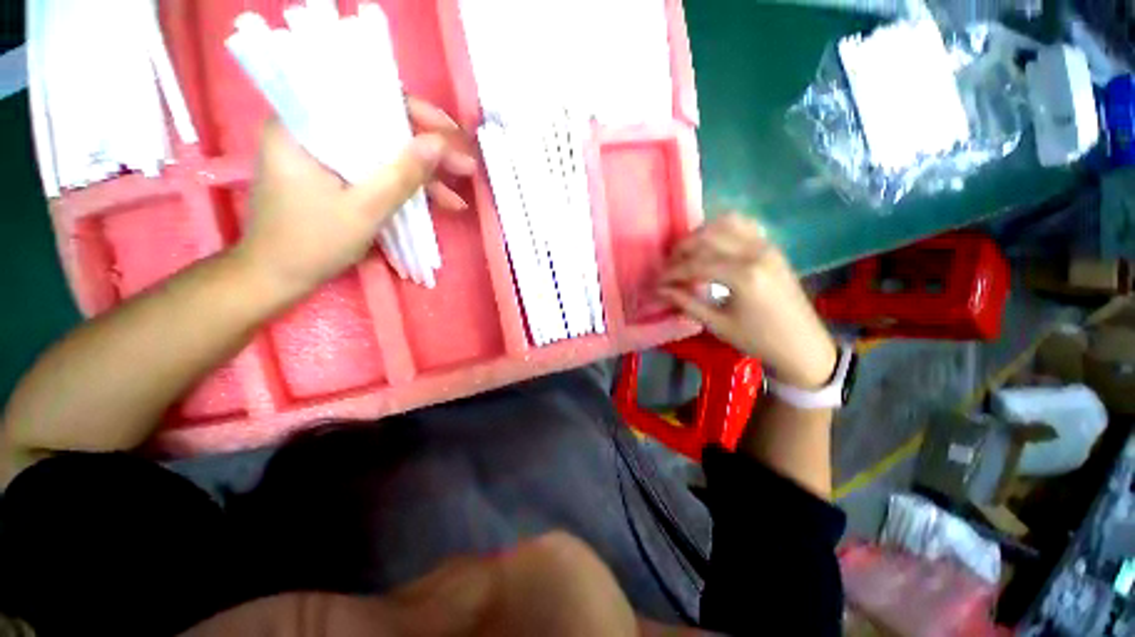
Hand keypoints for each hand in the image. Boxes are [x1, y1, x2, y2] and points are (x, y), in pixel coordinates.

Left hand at [235, 98, 476, 299]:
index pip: (364, 99)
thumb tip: (440, 144)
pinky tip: (438, 204)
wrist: (277, 277)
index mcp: (302, 126)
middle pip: (379, 127)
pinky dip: (405, 187)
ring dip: (422, 175)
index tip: (449, 133)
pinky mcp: (336, 177)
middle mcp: (312, 132)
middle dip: (426, 150)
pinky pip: (377, 172)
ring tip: (457, 195)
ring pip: (383, 154)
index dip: (414, 113)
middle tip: (463, 165)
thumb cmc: (311, 243)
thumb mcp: (363, 210)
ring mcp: (325, 156)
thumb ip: (402, 175)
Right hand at [659, 214, 837, 388]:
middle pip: (707, 237)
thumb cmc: (758, 339)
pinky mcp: (771, 246)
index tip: (658, 281)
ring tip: (687, 253)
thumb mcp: (717, 325)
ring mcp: (766, 246)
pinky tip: (712, 243)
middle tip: (669, 266)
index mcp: (743, 276)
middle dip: (681, 250)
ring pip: (725, 223)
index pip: (696, 264)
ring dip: (700, 234)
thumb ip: (687, 303)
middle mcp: (755, 253)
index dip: (672, 272)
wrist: (802, 344)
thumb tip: (661, 290)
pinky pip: (743, 224)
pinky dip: (722, 228)